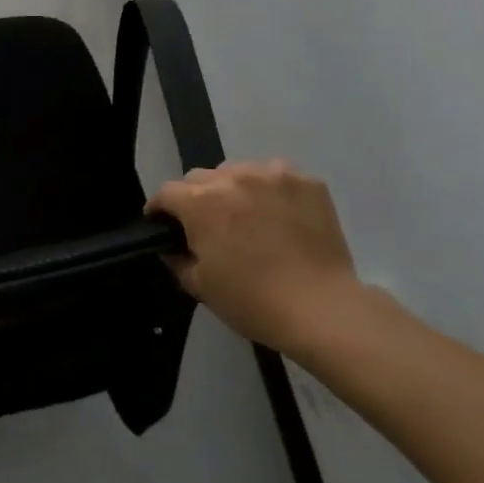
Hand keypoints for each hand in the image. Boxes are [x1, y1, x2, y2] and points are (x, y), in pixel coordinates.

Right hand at [146, 160, 361, 352]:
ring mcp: (273, 176)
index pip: (166, 192)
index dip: (160, 209)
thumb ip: (177, 258)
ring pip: (238, 172)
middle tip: (209, 226)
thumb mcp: (200, 286)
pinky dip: (271, 191)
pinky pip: (276, 177)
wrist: (323, 309)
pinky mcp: (307, 182)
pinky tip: (279, 215)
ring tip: (247, 217)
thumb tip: (171, 246)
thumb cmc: (252, 301)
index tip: (163, 224)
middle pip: (201, 178)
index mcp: (200, 202)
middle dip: (196, 198)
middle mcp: (232, 178)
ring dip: (234, 190)